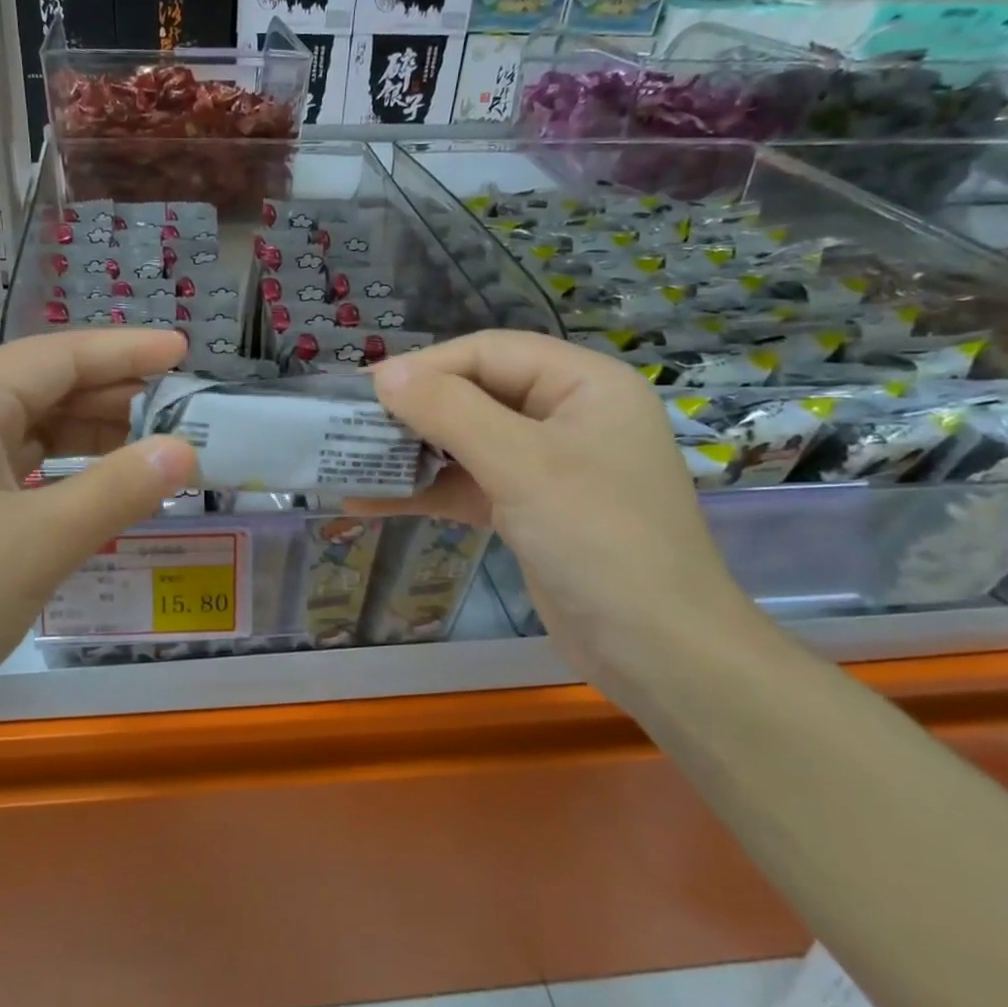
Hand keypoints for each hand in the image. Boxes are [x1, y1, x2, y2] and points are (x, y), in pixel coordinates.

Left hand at [0, 330, 197, 770]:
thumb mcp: (39, 542)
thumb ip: (117, 489)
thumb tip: (185, 450)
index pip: (57, 356)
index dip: (124, 350)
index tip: (182, 350)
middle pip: (43, 388)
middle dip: (113, 393)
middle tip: (181, 406)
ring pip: (31, 433)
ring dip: (91, 435)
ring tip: (154, 447)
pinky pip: (18, 475)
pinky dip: (65, 475)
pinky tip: (100, 494)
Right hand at [355, 331, 757, 688]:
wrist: (659, 654)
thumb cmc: (598, 540)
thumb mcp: (521, 465)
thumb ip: (449, 411)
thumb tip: (384, 373)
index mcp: (583, 384)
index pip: (489, 353)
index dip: (424, 366)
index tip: (363, 390)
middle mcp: (566, 415)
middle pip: (474, 394)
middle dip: (412, 412)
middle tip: (349, 426)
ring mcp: (548, 466)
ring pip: (466, 442)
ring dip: (410, 454)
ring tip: (349, 461)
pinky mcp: (530, 510)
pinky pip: (468, 486)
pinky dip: (425, 491)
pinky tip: (369, 501)